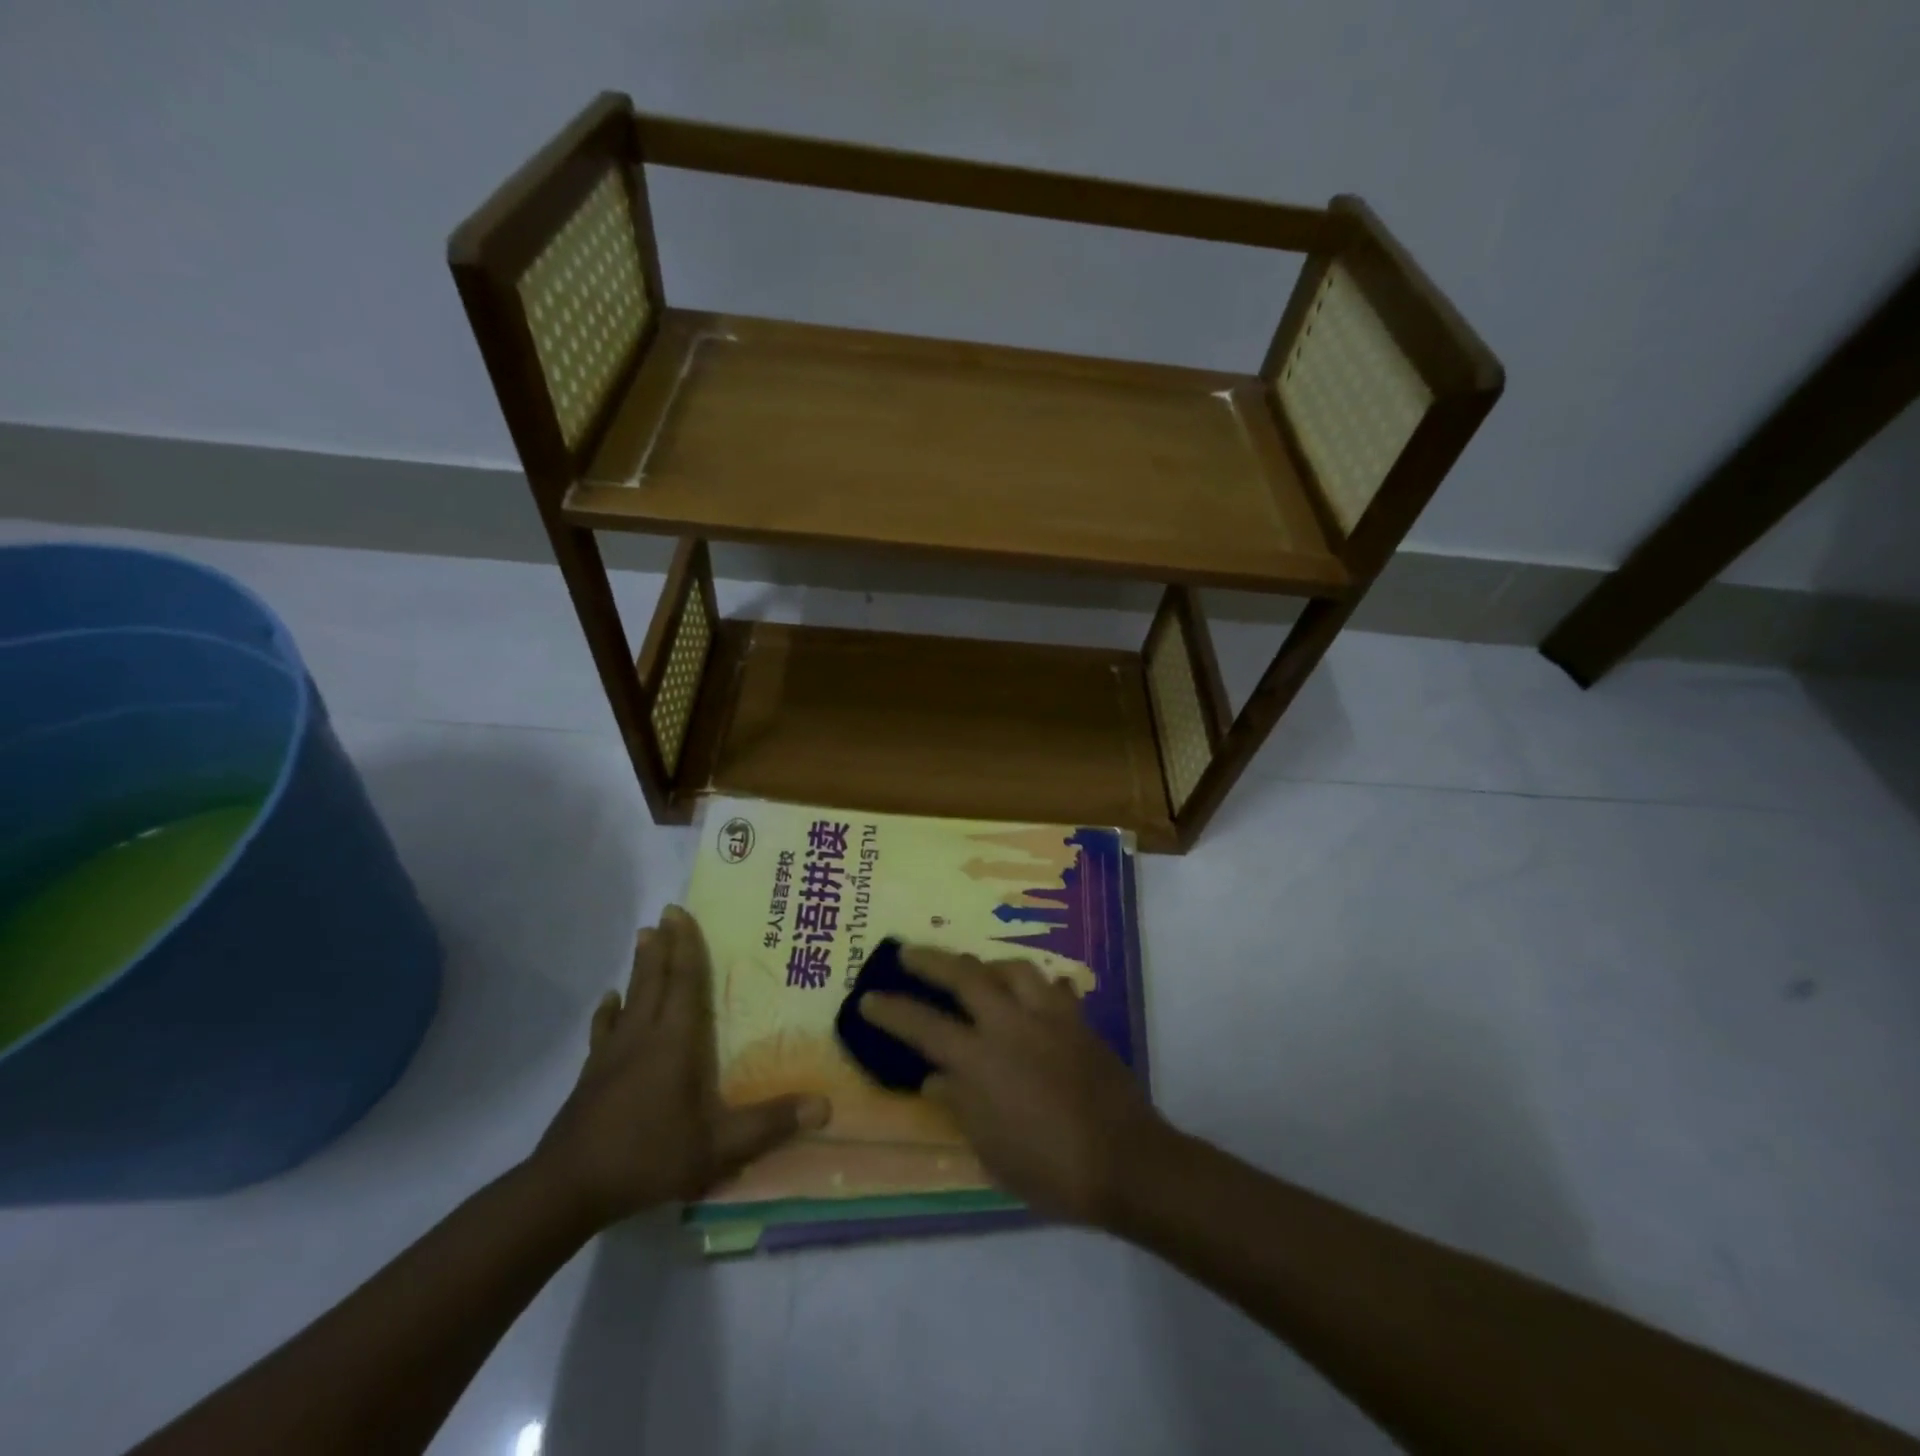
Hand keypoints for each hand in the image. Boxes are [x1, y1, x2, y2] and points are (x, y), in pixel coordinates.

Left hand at [532, 905, 829, 1227]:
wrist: (568, 1188)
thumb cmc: (648, 1157)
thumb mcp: (718, 1148)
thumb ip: (770, 1124)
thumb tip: (824, 1105)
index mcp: (674, 1043)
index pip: (683, 983)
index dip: (685, 947)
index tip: (679, 913)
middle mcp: (642, 1037)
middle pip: (654, 981)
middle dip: (662, 946)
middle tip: (664, 915)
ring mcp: (612, 1055)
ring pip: (629, 998)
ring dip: (639, 968)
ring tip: (642, 939)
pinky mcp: (592, 1075)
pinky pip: (604, 1030)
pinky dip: (608, 1011)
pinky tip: (608, 1001)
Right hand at [858, 947, 1173, 1225]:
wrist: (1126, 1161)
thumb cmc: (1052, 1169)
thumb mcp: (992, 1151)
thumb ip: (960, 1106)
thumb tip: (933, 1078)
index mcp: (982, 1061)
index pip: (924, 1026)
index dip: (891, 1011)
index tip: (868, 998)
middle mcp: (1012, 1025)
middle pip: (965, 975)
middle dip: (931, 960)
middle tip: (909, 952)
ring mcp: (1049, 1016)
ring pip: (1012, 968)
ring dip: (985, 965)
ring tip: (974, 970)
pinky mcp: (1078, 1020)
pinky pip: (1052, 986)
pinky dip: (1033, 985)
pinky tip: (1030, 995)